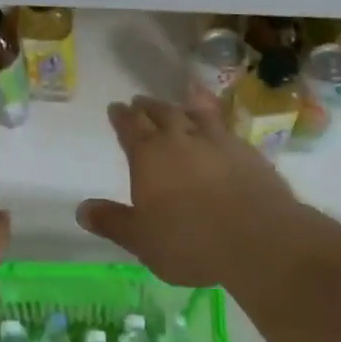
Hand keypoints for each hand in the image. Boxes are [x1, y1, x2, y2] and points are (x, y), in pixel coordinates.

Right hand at [76, 93, 300, 285]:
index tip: (116, 108)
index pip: (130, 127)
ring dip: (183, 106)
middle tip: (140, 101)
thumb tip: (81, 209)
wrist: (259, 238)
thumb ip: (112, 222)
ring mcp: (217, 141)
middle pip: (161, 113)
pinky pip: (226, 127)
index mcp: (149, 156)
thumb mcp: (141, 240)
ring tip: (181, 99)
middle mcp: (181, 139)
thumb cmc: (190, 241)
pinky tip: (220, 127)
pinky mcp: (247, 152)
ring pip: (196, 113)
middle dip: (147, 107)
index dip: (121, 117)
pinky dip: (217, 121)